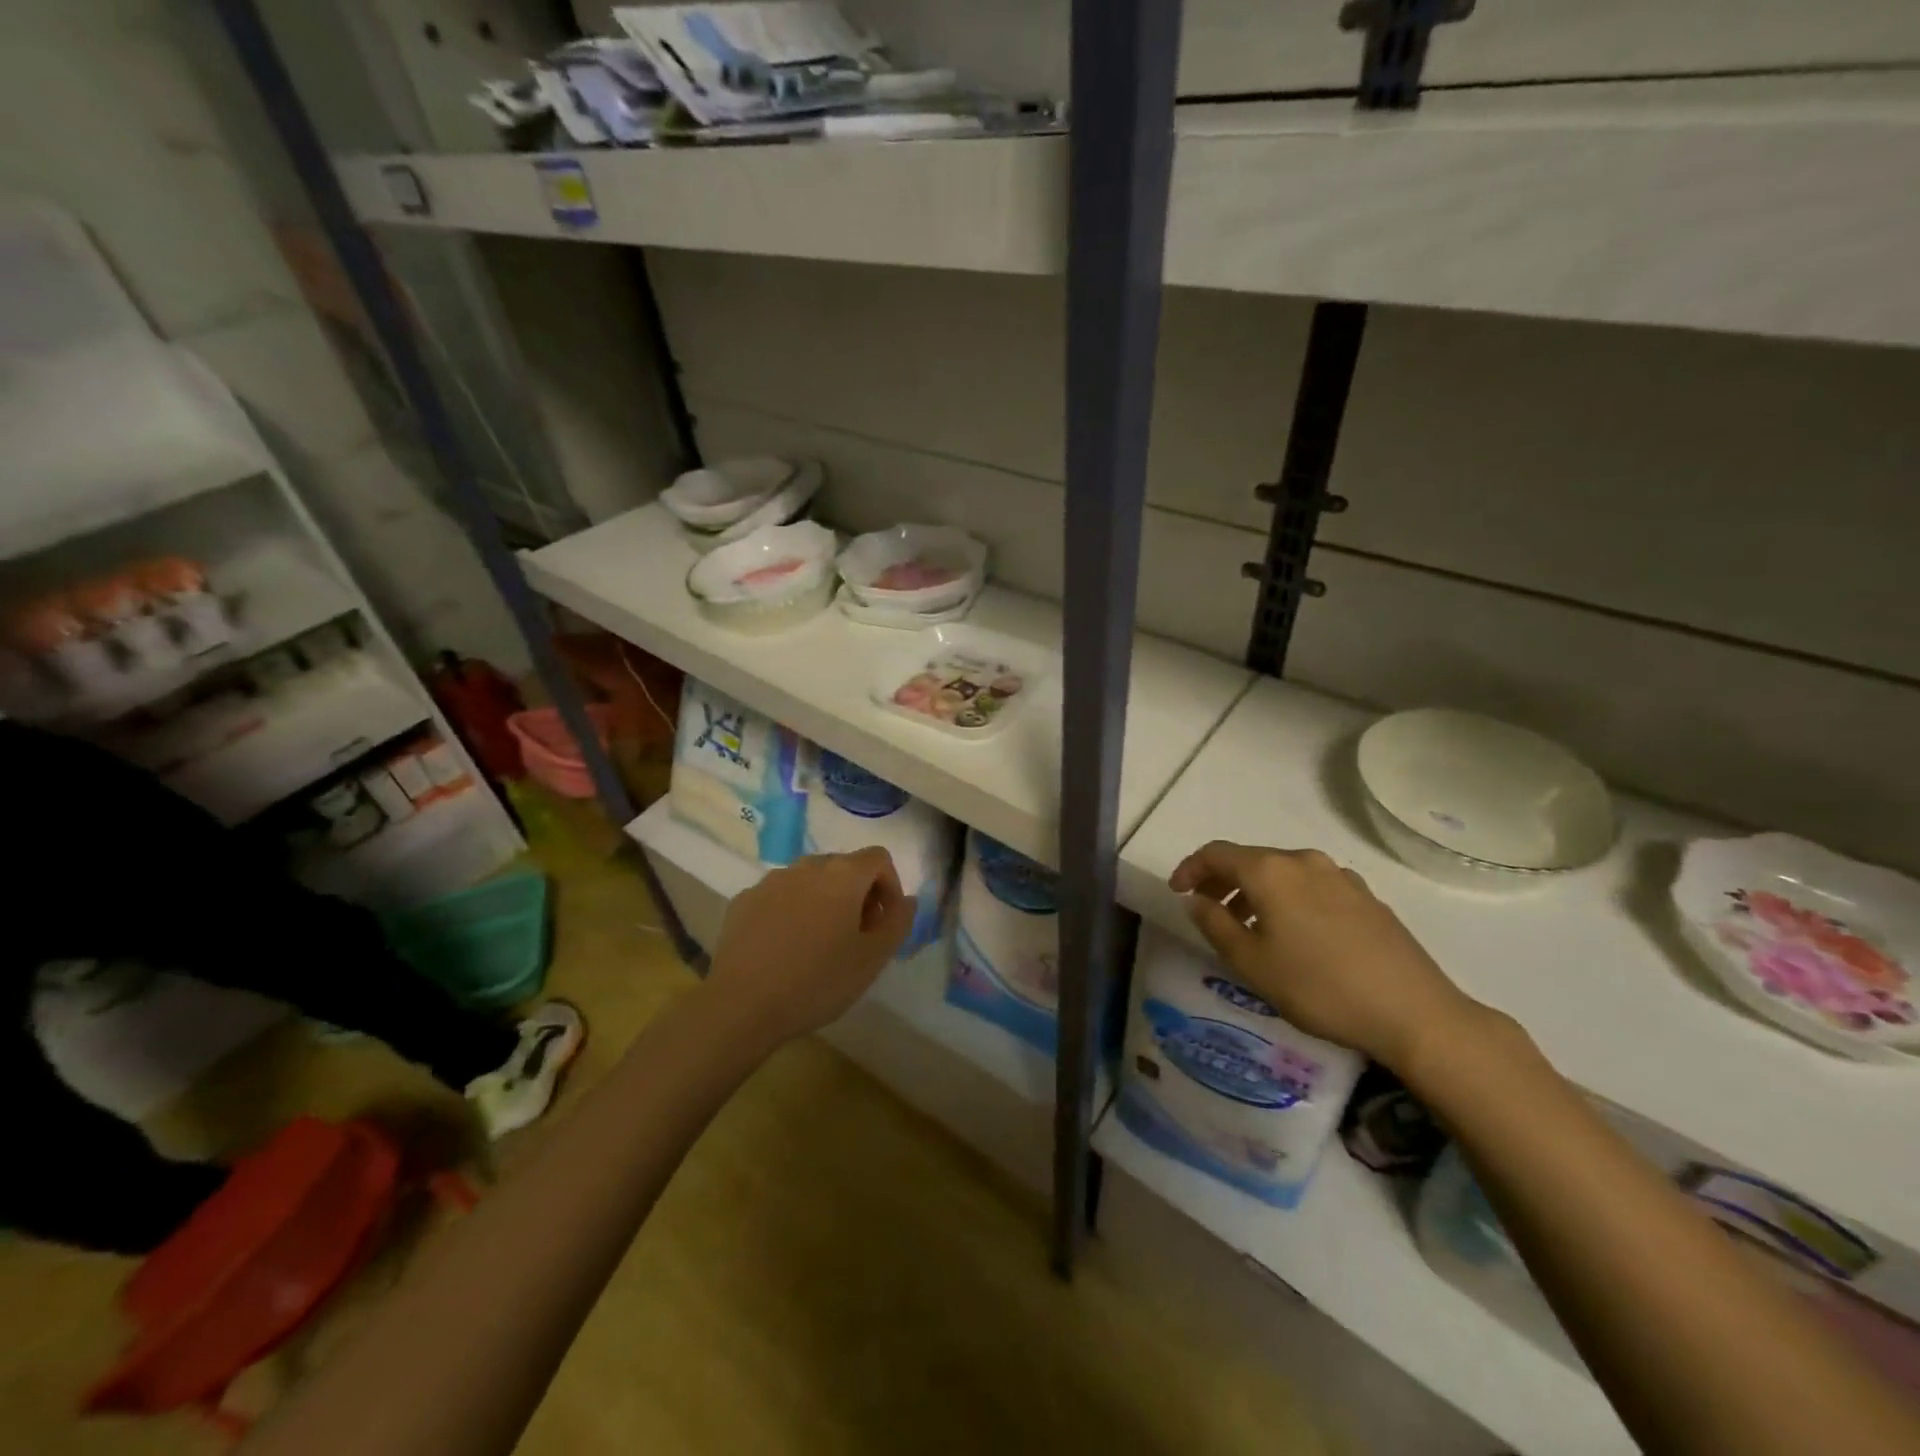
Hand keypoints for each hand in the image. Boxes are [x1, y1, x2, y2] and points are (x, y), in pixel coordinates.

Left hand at [704, 848, 915, 1047]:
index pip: (879, 858)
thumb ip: (898, 922)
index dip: (890, 886)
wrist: (741, 1005)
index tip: (884, 923)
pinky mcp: (744, 900)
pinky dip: (792, 911)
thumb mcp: (873, 959)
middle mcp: (807, 866)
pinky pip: (780, 895)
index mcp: (842, 875)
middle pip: (843, 866)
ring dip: (824, 900)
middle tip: (857, 936)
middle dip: (858, 894)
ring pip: (810, 880)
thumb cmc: (817, 981)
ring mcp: (771, 881)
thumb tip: (907, 900)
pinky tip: (785, 948)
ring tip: (820, 943)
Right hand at [1168, 841, 1480, 1069]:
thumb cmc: (1319, 987)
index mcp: (1271, 871)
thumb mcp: (1252, 963)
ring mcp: (1340, 876)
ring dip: (1256, 891)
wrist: (1414, 1012)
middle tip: (1207, 909)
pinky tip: (1295, 933)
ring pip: (1283, 873)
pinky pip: (1312, 886)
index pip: (1216, 853)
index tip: (1177, 891)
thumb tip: (1196, 899)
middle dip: (1222, 880)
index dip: (1190, 868)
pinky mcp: (1366, 896)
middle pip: (1250, 859)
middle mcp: (1304, 862)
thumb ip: (1215, 924)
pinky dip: (1288, 899)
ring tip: (1248, 926)